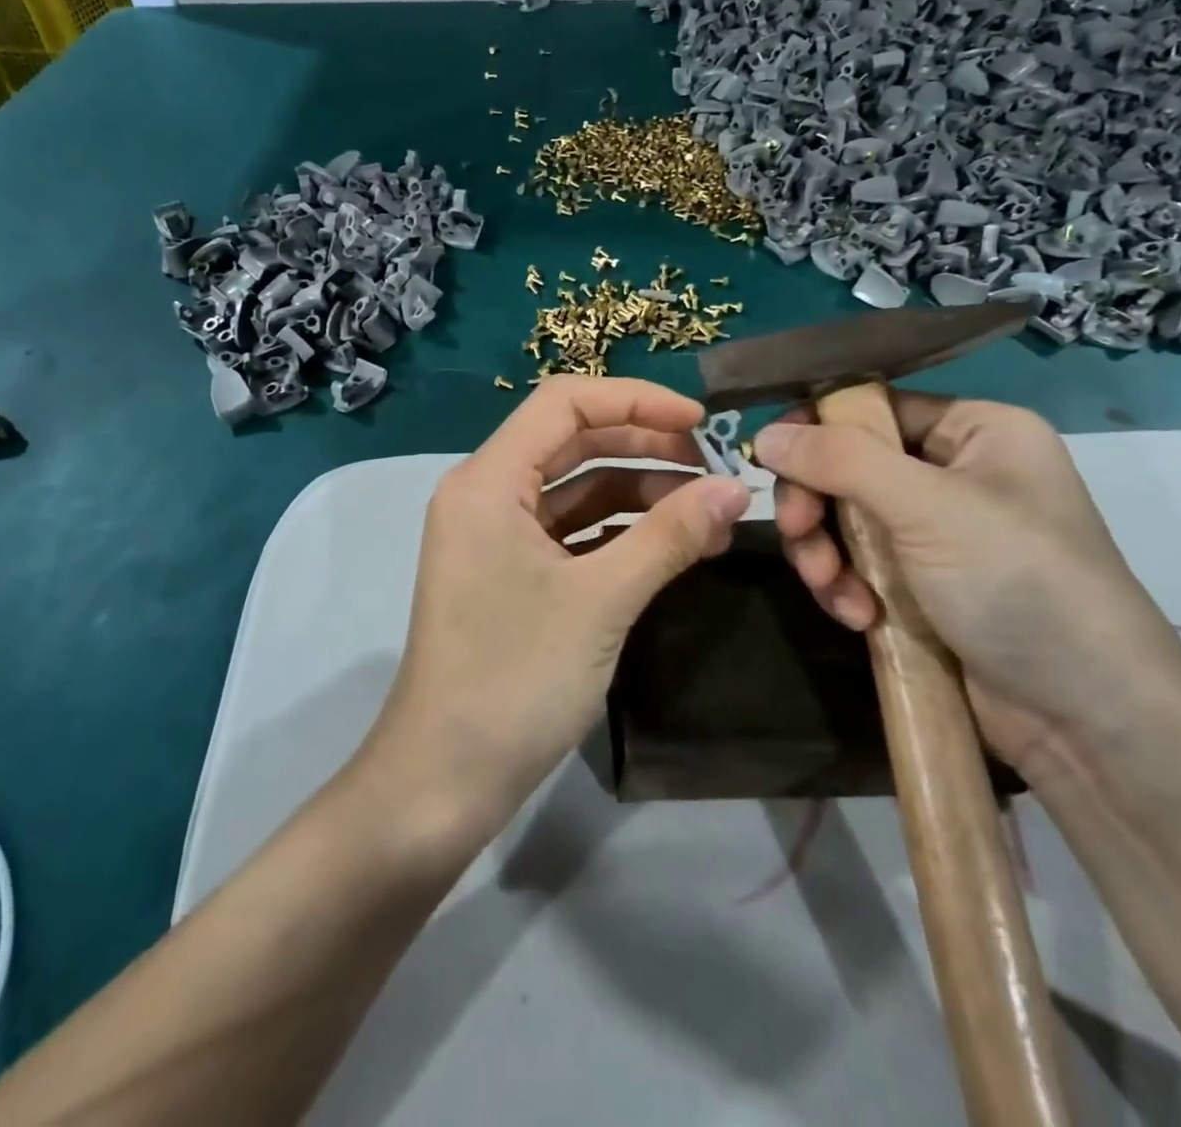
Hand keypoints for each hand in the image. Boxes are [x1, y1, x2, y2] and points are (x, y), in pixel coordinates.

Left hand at [363, 377, 751, 838]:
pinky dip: (618, 531)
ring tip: (708, 510)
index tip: (701, 422)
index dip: (636, 400)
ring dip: (638, 491)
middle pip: (571, 442)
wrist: (444, 779)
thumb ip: (670, 536)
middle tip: (714, 468)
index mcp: (488, 480)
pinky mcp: (509, 573)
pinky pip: (569, 531)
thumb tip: (736, 488)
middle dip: (644, 445)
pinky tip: (671, 545)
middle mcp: (485, 494)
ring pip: (574, 489)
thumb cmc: (515, 679)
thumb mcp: (602, 600)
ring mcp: (495, 536)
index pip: (564, 403)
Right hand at [753, 394, 1180, 771]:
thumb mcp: (926, 508)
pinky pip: (856, 565)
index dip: (817, 428)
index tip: (770, 459)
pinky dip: (846, 587)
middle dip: (816, 504)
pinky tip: (859, 617)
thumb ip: (840, 461)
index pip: (873, 407)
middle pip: (847, 465)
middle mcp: (955, 473)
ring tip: (833, 590)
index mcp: (976, 431)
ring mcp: (935, 533)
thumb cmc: (1018, 584)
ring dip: (824, 553)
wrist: (1087, 721)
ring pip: (842, 519)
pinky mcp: (920, 585)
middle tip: (800, 533)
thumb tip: (764, 434)